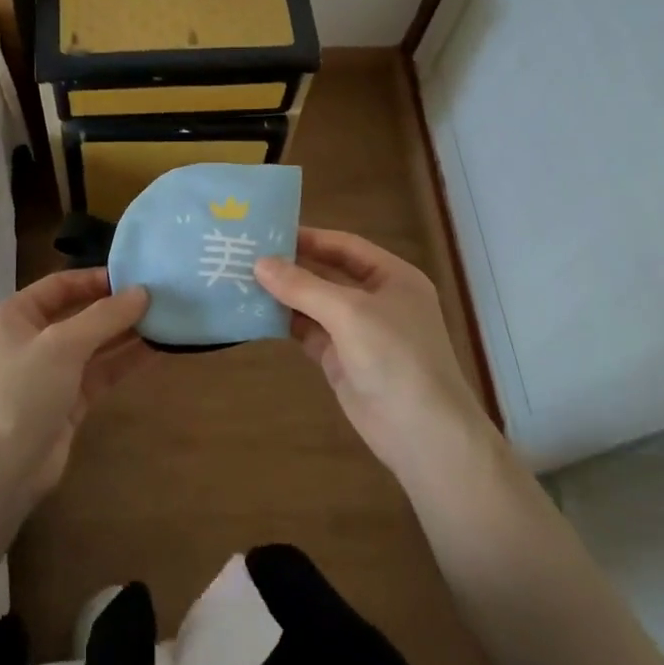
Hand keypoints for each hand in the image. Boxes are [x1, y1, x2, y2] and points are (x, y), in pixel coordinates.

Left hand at [0, 268, 150, 505]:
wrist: (2, 470)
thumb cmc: (23, 392)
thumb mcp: (62, 345)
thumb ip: (104, 317)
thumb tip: (143, 292)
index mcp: (15, 316)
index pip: (59, 285)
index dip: (95, 279)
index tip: (134, 276)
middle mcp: (31, 339)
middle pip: (79, 314)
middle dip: (115, 307)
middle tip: (158, 297)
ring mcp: (50, 372)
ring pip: (94, 344)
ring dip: (125, 333)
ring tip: (165, 319)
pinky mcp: (68, 400)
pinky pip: (100, 372)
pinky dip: (124, 361)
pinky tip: (156, 350)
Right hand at [255, 229, 497, 487]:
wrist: (422, 433)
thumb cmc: (395, 357)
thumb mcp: (349, 312)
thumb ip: (303, 286)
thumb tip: (260, 263)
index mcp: (392, 277)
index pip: (345, 246)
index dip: (308, 237)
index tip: (267, 231)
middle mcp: (377, 299)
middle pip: (328, 273)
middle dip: (291, 266)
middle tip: (246, 255)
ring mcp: (359, 331)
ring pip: (315, 304)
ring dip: (284, 295)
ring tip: (242, 281)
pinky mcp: (342, 360)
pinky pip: (309, 333)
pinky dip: (285, 323)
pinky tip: (256, 314)